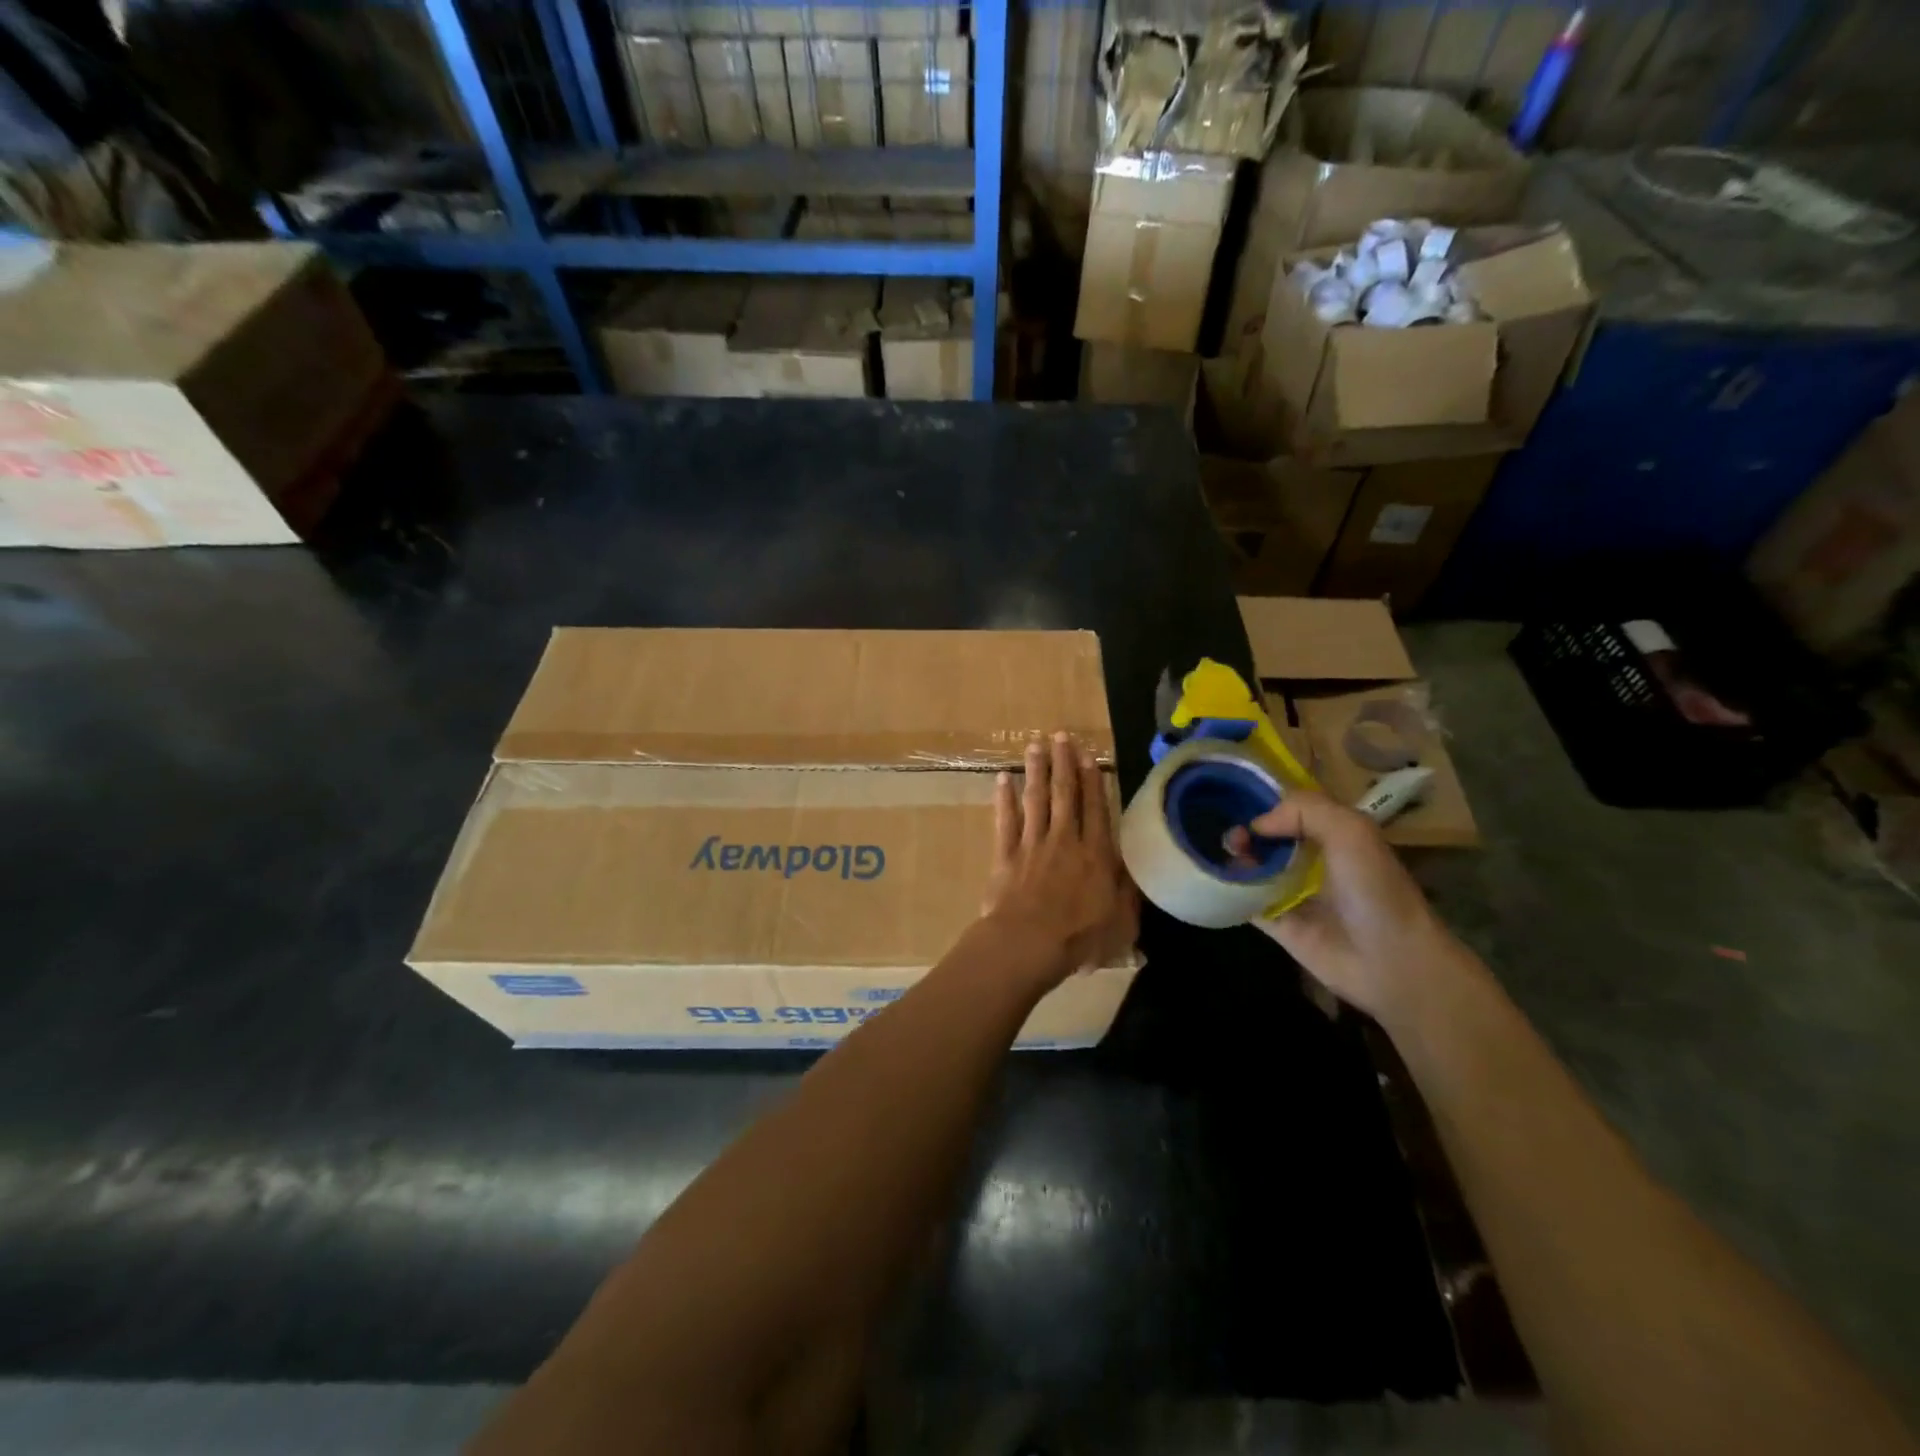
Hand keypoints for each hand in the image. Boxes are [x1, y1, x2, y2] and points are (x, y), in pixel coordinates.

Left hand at [981, 732, 1138, 985]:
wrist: (1028, 943)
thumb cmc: (1079, 938)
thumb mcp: (1121, 922)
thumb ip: (1128, 895)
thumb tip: (1135, 874)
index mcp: (1095, 854)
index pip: (1095, 808)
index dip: (1092, 780)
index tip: (1087, 755)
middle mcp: (1064, 840)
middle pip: (1064, 794)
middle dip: (1063, 762)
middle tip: (1060, 735)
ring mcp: (1032, 844)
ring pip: (1035, 799)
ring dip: (1035, 770)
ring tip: (1035, 744)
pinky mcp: (1005, 855)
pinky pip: (1005, 820)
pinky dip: (1004, 799)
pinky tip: (1002, 779)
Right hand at [1229, 790, 1458, 1018]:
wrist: (1390, 960)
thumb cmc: (1375, 889)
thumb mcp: (1351, 831)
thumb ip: (1304, 809)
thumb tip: (1256, 824)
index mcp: (1331, 833)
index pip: (1290, 807)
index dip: (1263, 800)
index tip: (1236, 797)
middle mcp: (1309, 859)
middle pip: (1264, 836)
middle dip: (1243, 829)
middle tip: (1229, 835)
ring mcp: (1291, 891)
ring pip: (1250, 865)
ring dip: (1232, 857)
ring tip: (1221, 854)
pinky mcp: (1275, 921)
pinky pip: (1243, 899)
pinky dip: (1227, 888)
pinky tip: (1212, 877)